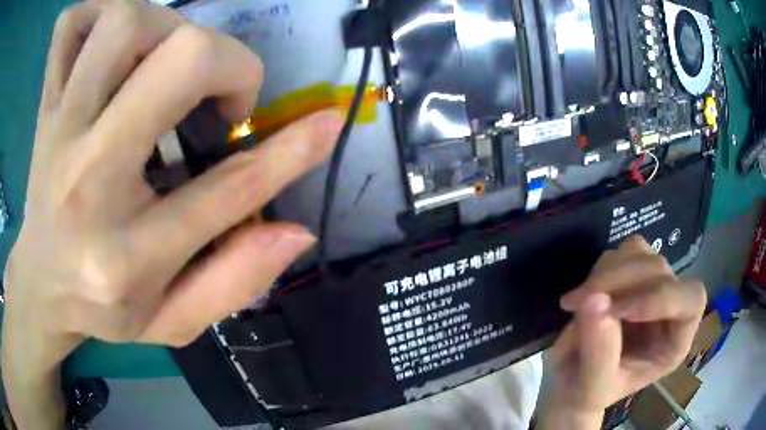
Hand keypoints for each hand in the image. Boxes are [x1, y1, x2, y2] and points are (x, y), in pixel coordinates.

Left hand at [2, 0, 341, 425]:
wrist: (41, 285)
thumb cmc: (104, 308)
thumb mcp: (173, 320)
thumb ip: (236, 281)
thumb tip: (298, 232)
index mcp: (128, 254)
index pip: (229, 188)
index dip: (292, 149)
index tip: (327, 122)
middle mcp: (87, 179)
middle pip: (177, 61)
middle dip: (223, 63)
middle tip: (218, 95)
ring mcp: (58, 130)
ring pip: (124, 24)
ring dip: (164, 28)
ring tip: (163, 64)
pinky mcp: (46, 104)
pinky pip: (69, 28)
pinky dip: (94, 16)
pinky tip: (108, 47)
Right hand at [538, 236, 706, 428]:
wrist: (572, 383)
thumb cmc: (587, 394)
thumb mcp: (592, 388)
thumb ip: (598, 352)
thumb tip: (594, 300)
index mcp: (674, 342)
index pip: (692, 301)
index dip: (662, 298)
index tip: (618, 311)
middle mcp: (670, 308)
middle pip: (660, 271)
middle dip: (618, 283)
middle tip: (577, 303)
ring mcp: (652, 287)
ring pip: (641, 254)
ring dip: (606, 274)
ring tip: (575, 304)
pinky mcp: (633, 274)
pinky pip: (622, 253)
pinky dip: (601, 270)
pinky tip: (585, 296)